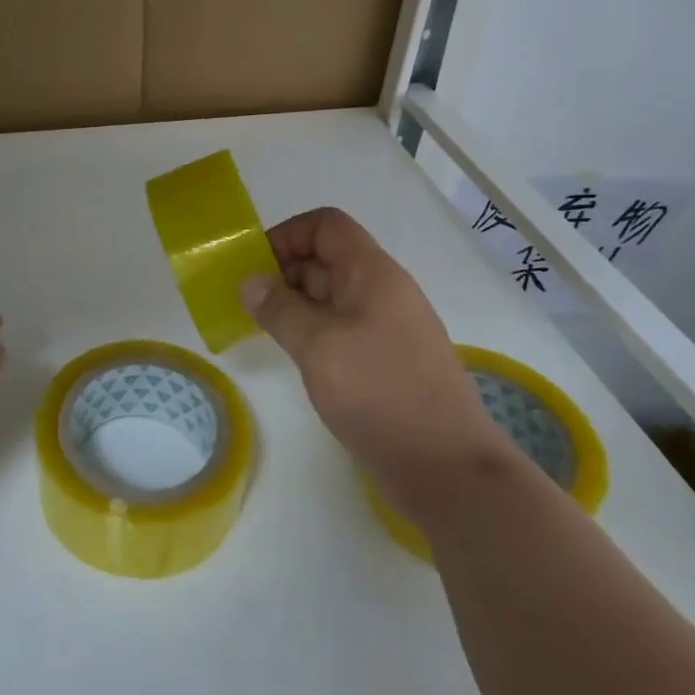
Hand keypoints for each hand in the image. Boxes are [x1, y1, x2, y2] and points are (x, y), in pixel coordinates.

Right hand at [241, 208, 504, 518]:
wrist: (446, 468)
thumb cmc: (380, 392)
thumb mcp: (318, 346)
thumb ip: (279, 309)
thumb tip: (249, 282)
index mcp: (372, 273)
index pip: (326, 226)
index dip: (288, 234)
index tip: (255, 265)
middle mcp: (381, 291)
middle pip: (326, 259)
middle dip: (284, 272)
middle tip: (247, 302)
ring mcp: (385, 328)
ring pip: (331, 297)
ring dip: (294, 305)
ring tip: (260, 328)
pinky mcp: (384, 361)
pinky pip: (340, 329)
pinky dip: (311, 332)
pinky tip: (293, 356)